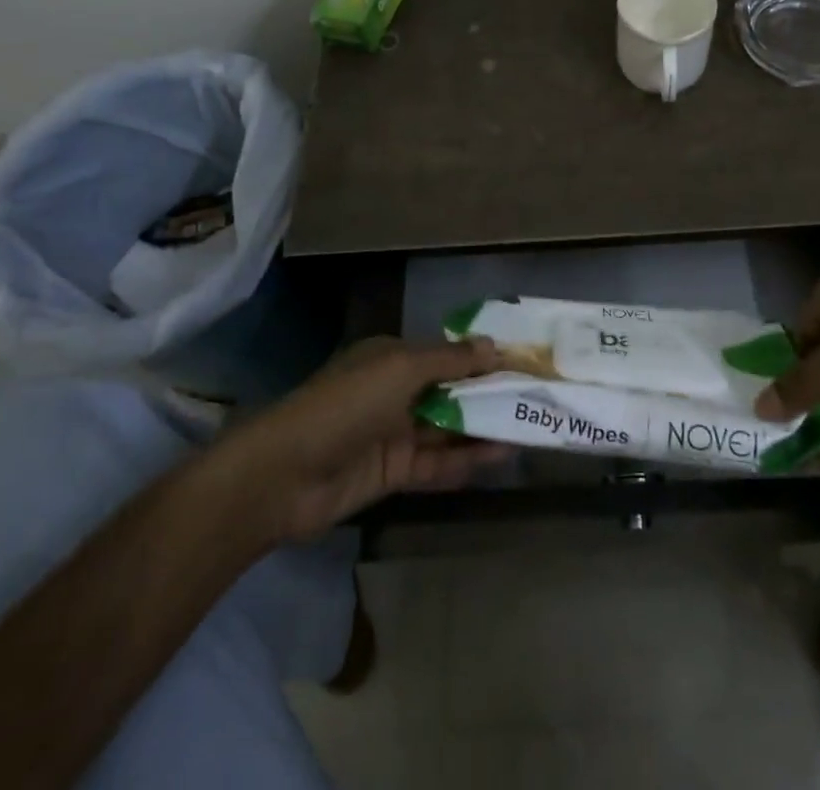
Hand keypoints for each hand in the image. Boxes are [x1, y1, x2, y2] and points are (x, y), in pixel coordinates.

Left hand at [227, 337, 513, 540]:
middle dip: (489, 394)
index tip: (523, 363)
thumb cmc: (345, 405)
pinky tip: (501, 456)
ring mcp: (394, 433)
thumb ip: (450, 360)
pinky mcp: (393, 473)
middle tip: (536, 398)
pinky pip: (438, 463)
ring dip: (484, 427)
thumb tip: (493, 345)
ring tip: (529, 426)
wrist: (284, 475)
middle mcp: (395, 391)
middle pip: (451, 391)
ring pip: (448, 428)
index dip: (483, 358)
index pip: (447, 354)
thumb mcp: (401, 369)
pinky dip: (467, 459)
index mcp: (392, 357)